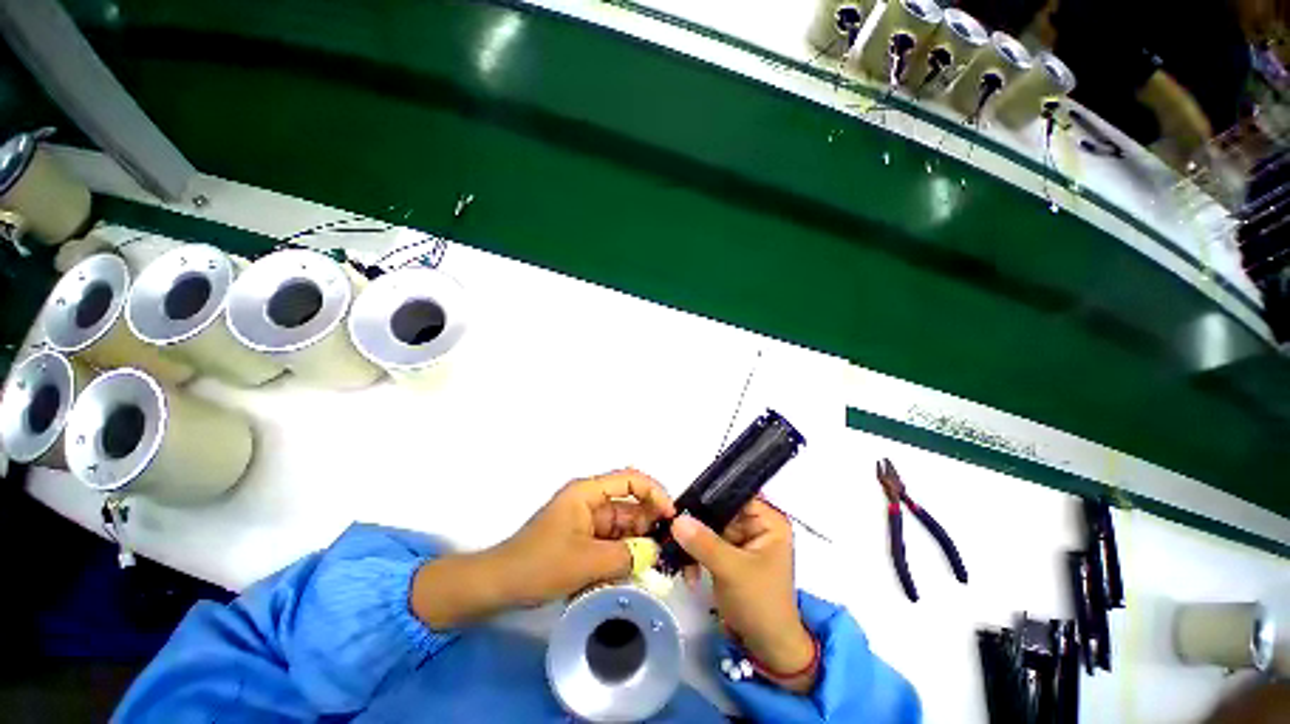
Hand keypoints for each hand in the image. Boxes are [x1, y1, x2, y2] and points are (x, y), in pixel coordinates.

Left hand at [494, 468, 675, 604]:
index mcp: (588, 492)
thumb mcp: (585, 561)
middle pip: (629, 505)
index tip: (672, 515)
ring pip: (623, 527)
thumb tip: (655, 553)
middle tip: (671, 548)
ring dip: (638, 543)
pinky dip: (624, 555)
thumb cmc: (538, 564)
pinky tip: (637, 571)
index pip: (630, 480)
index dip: (654, 493)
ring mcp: (587, 521)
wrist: (498, 586)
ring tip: (659, 564)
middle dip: (650, 524)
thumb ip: (625, 556)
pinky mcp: (583, 540)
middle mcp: (590, 501)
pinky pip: (612, 542)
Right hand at [672, 499, 817, 692]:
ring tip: (679, 558)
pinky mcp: (730, 555)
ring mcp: (742, 540)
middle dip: (696, 523)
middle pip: (720, 511)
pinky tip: (689, 573)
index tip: (682, 502)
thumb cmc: (760, 604)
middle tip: (671, 529)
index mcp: (768, 521)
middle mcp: (756, 525)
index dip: (710, 495)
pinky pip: (707, 545)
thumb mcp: (732, 571)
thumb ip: (704, 543)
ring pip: (709, 528)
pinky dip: (696, 556)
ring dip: (693, 543)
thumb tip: (676, 519)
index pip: (735, 495)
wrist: (767, 648)